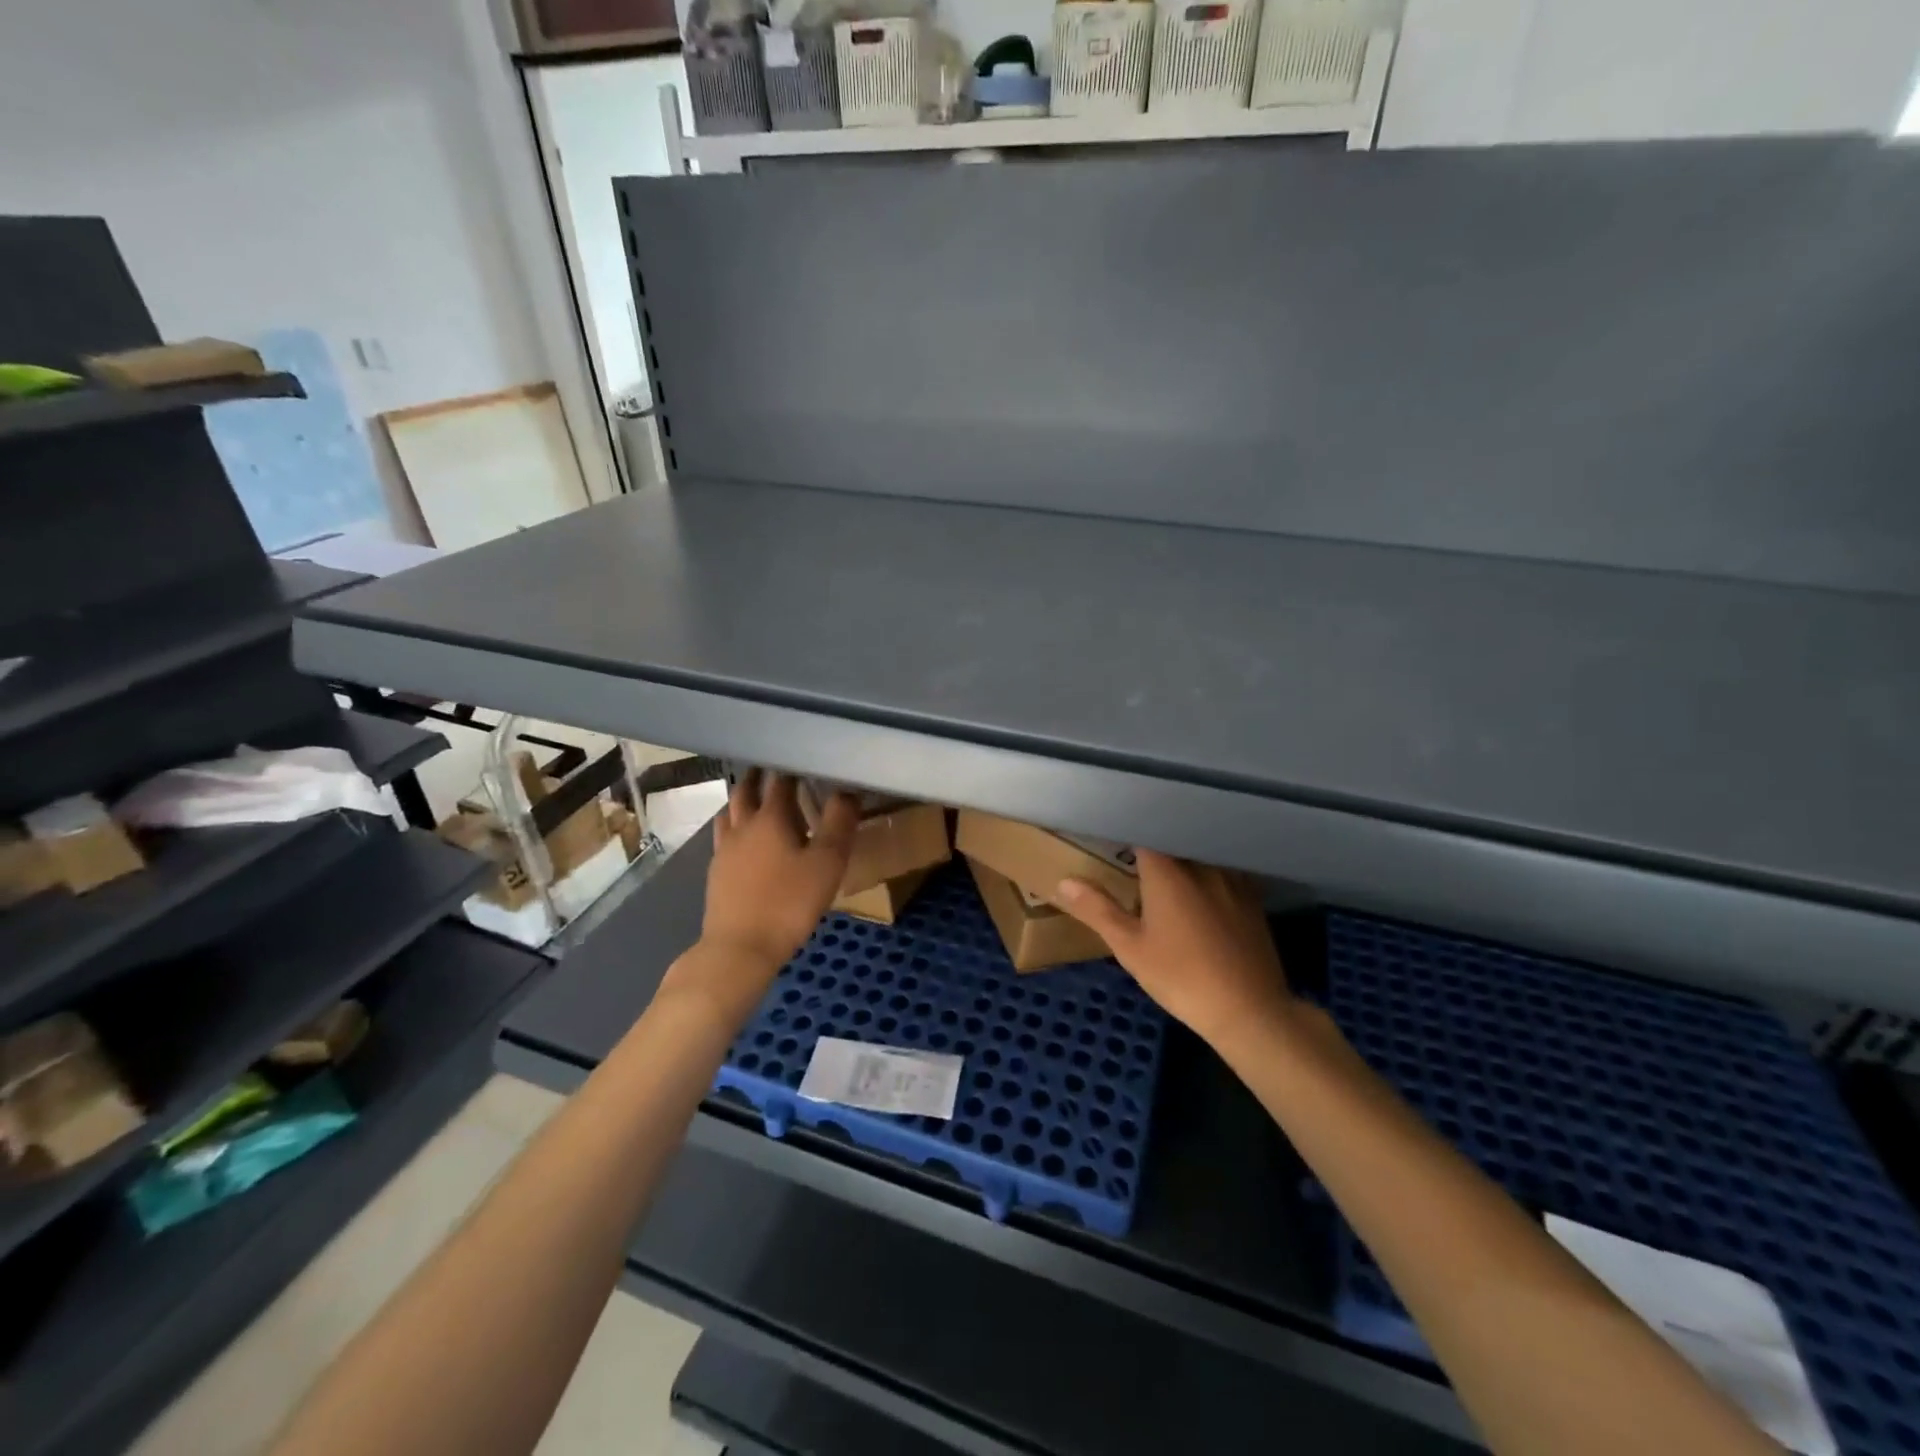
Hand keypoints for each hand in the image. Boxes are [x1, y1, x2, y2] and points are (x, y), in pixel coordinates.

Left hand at [697, 769, 856, 979]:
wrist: (740, 948)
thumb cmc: (788, 903)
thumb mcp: (827, 863)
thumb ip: (839, 823)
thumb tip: (848, 789)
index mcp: (770, 818)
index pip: (780, 781)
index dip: (791, 768)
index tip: (803, 760)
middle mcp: (742, 826)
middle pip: (745, 791)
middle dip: (759, 777)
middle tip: (773, 770)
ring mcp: (724, 850)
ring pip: (729, 812)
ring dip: (741, 800)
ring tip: (754, 799)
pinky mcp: (716, 873)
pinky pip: (724, 837)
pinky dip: (734, 827)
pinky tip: (743, 842)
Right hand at [1054, 850, 1292, 1046]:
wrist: (1248, 1009)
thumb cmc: (1181, 977)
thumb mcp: (1130, 947)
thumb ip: (1098, 910)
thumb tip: (1064, 882)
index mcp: (1167, 870)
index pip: (1143, 833)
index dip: (1127, 834)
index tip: (1113, 841)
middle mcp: (1200, 864)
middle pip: (1173, 842)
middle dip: (1154, 848)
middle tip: (1136, 862)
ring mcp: (1231, 879)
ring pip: (1200, 855)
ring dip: (1183, 859)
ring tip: (1169, 875)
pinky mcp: (1252, 898)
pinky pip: (1224, 872)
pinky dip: (1209, 875)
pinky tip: (1203, 894)